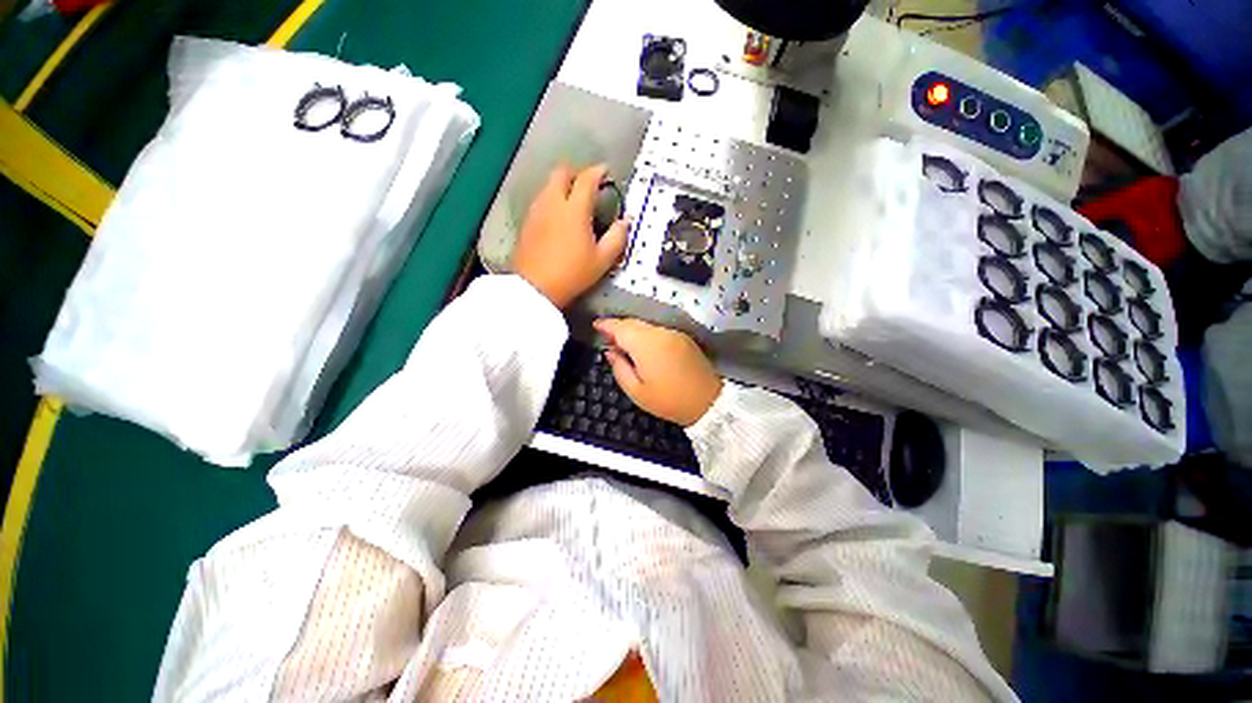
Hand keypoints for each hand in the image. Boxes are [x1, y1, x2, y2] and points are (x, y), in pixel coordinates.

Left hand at [511, 164, 628, 308]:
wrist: (535, 287)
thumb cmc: (572, 274)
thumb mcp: (602, 260)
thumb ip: (617, 237)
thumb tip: (626, 220)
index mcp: (574, 209)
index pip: (587, 179)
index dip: (598, 171)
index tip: (606, 171)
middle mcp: (553, 203)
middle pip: (561, 173)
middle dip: (576, 173)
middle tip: (587, 184)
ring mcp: (536, 211)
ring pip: (548, 185)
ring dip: (562, 185)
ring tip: (573, 199)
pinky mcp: (526, 222)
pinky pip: (540, 200)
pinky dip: (551, 199)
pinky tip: (557, 216)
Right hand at [594, 318, 723, 426]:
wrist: (708, 402)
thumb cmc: (668, 400)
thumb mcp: (636, 391)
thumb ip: (619, 368)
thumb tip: (610, 351)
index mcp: (646, 345)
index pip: (621, 327)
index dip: (606, 325)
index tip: (596, 326)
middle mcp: (660, 333)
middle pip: (634, 323)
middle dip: (618, 328)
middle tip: (607, 339)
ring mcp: (674, 333)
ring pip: (646, 326)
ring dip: (633, 331)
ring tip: (623, 345)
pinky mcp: (683, 337)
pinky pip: (658, 331)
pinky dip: (646, 335)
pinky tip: (643, 347)